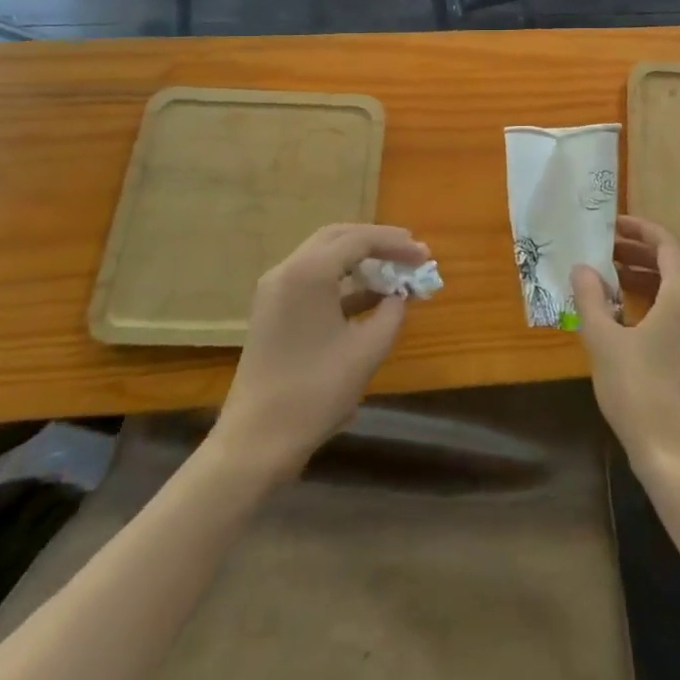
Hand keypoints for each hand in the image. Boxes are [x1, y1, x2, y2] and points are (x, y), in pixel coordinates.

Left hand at [212, 223, 429, 483]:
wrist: (255, 442)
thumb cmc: (315, 392)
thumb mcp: (366, 351)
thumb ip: (392, 314)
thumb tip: (401, 296)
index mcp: (309, 272)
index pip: (359, 240)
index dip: (396, 244)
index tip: (424, 254)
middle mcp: (288, 270)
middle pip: (338, 237)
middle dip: (377, 242)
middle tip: (409, 252)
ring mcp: (275, 289)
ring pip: (324, 256)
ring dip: (360, 259)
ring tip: (394, 272)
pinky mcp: (272, 310)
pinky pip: (312, 279)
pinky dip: (342, 281)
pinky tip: (369, 298)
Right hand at [571, 216, 679, 483]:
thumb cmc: (640, 393)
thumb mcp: (604, 342)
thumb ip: (591, 299)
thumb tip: (582, 269)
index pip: (667, 244)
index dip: (640, 229)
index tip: (613, 225)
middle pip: (678, 263)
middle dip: (643, 251)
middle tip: (609, 249)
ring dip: (652, 276)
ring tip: (617, 277)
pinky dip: (664, 300)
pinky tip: (637, 315)